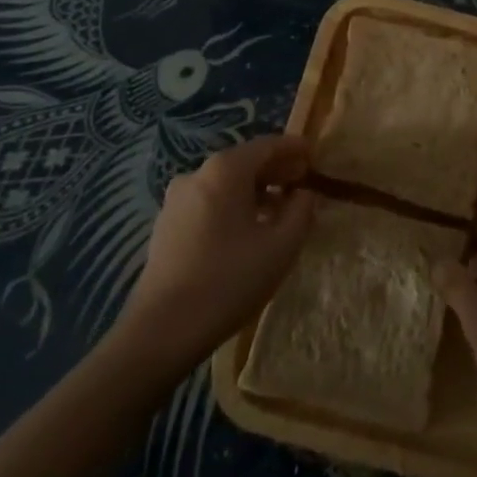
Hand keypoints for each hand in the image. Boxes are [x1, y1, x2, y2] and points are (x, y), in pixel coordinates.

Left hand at [115, 135, 313, 370]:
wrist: (161, 332)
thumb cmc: (228, 281)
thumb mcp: (281, 247)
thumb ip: (301, 211)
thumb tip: (303, 194)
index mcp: (225, 169)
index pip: (268, 145)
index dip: (294, 148)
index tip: (314, 155)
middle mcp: (198, 174)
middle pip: (245, 162)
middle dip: (276, 170)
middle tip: (302, 182)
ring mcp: (177, 200)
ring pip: (226, 184)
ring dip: (255, 191)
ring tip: (279, 211)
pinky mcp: (166, 225)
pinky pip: (209, 203)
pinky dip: (232, 206)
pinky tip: (247, 231)